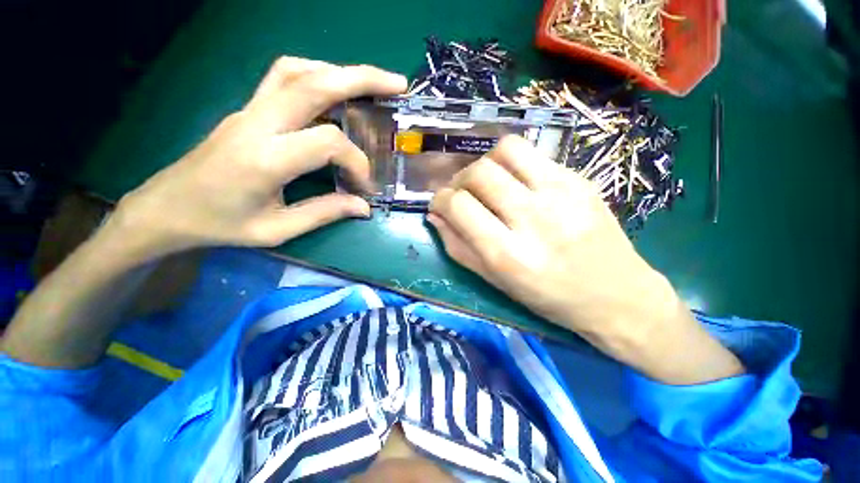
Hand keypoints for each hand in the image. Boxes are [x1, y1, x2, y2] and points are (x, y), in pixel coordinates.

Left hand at [108, 57, 406, 261]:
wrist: (167, 208)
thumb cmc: (219, 225)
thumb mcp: (277, 230)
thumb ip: (324, 213)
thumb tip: (363, 207)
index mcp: (265, 158)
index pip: (327, 141)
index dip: (356, 161)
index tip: (364, 186)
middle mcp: (257, 123)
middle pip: (313, 82)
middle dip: (362, 79)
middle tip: (397, 84)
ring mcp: (249, 110)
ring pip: (297, 70)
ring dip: (338, 71)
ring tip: (369, 84)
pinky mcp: (247, 110)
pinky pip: (284, 78)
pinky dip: (317, 76)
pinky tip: (334, 92)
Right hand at [428, 135, 669, 338]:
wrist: (616, 296)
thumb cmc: (548, 297)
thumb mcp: (495, 281)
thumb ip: (458, 247)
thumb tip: (435, 215)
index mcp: (508, 254)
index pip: (459, 206)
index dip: (440, 200)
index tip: (440, 205)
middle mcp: (533, 219)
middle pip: (478, 173)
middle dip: (458, 180)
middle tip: (462, 194)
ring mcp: (561, 193)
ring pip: (505, 150)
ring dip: (484, 163)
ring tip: (487, 182)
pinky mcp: (579, 180)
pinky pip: (532, 154)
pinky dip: (511, 163)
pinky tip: (515, 182)